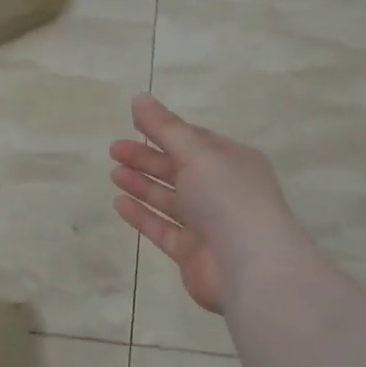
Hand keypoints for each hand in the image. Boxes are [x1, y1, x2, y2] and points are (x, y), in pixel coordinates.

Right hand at [110, 94, 303, 313]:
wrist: (251, 268)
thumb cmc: (228, 199)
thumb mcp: (196, 154)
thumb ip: (165, 128)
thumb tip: (138, 98)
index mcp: (233, 162)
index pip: (195, 140)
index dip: (164, 131)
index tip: (133, 124)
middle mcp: (222, 191)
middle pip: (179, 169)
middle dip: (147, 158)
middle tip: (114, 150)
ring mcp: (208, 224)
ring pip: (169, 199)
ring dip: (142, 185)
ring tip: (114, 174)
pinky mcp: (192, 252)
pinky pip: (162, 229)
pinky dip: (142, 215)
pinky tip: (120, 203)